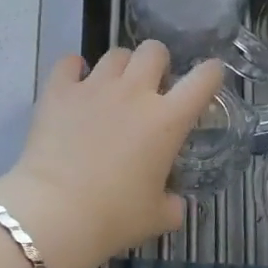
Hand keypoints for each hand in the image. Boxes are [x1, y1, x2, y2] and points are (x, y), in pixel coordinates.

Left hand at [0, 43, 223, 267]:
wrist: (56, 212)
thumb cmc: (114, 217)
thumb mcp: (157, 217)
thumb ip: (172, 204)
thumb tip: (174, 203)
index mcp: (168, 120)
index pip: (203, 79)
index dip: (211, 73)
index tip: (208, 78)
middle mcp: (134, 92)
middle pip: (155, 50)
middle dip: (157, 62)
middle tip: (150, 86)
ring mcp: (94, 87)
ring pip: (115, 54)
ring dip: (120, 67)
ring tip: (112, 87)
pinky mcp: (58, 90)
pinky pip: (69, 62)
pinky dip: (73, 69)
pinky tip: (74, 83)